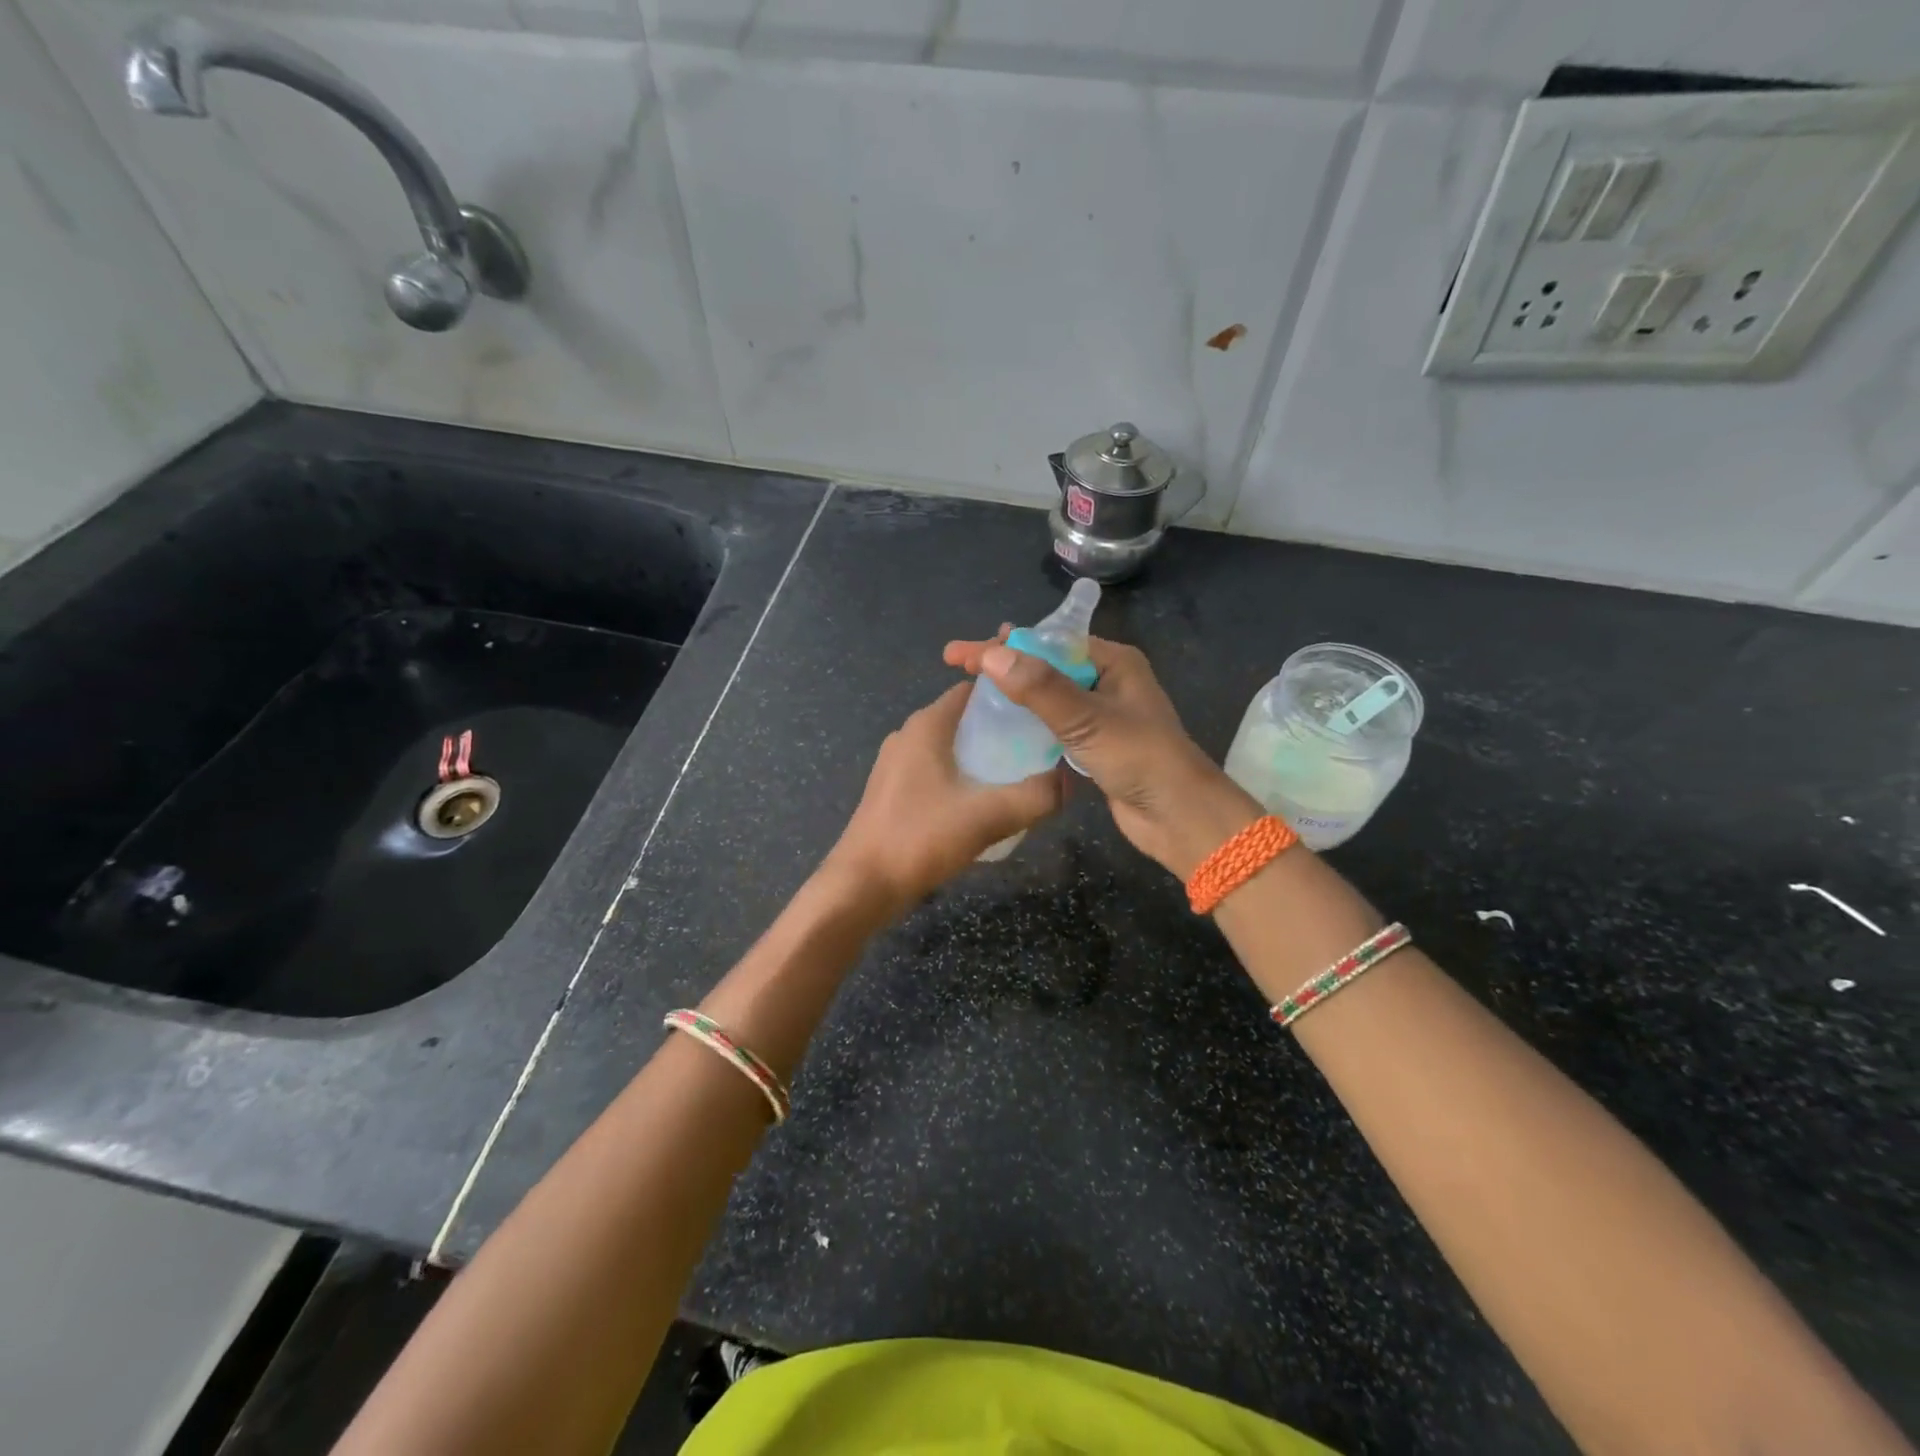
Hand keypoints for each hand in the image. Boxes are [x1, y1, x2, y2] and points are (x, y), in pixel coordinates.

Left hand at [823, 681, 1067, 910]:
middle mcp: (908, 735)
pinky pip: (936, 771)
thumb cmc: (920, 838)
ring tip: (1019, 776)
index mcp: (926, 725)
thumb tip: (1070, 781)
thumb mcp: (987, 817)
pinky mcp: (892, 791)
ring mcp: (896, 764)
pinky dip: (962, 777)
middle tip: (1040, 749)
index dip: (1010, 696)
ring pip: (950, 747)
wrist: (862, 885)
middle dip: (1002, 730)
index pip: (974, 690)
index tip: (1044, 713)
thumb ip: (1035, 797)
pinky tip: (983, 803)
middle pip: (964, 719)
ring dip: (982, 757)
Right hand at [943, 631, 1259, 879]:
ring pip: (1047, 695)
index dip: (1003, 645)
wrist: (1178, 817)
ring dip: (1013, 692)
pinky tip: (1001, 726)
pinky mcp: (1094, 745)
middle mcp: (1107, 681)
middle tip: (958, 666)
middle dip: (1003, 664)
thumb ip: (1040, 688)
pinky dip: (1027, 721)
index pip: (1048, 641)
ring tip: (972, 692)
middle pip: (1045, 664)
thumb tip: (992, 655)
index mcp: (1113, 661)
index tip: (961, 654)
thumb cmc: (1139, 759)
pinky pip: (1053, 723)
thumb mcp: (1087, 720)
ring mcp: (1101, 714)